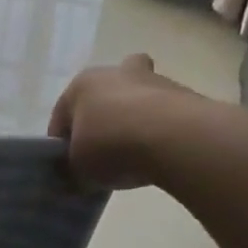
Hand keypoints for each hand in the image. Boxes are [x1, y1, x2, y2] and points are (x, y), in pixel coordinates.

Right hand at [47, 54, 207, 189]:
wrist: (175, 140)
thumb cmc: (111, 146)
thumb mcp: (78, 168)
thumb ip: (74, 167)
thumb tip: (80, 174)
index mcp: (81, 85)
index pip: (62, 117)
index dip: (62, 144)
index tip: (69, 166)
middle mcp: (115, 73)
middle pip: (104, 96)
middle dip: (103, 117)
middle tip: (104, 149)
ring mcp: (154, 81)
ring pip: (138, 100)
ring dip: (135, 121)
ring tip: (135, 156)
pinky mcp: (186, 95)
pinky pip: (164, 114)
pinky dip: (161, 130)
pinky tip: (160, 154)